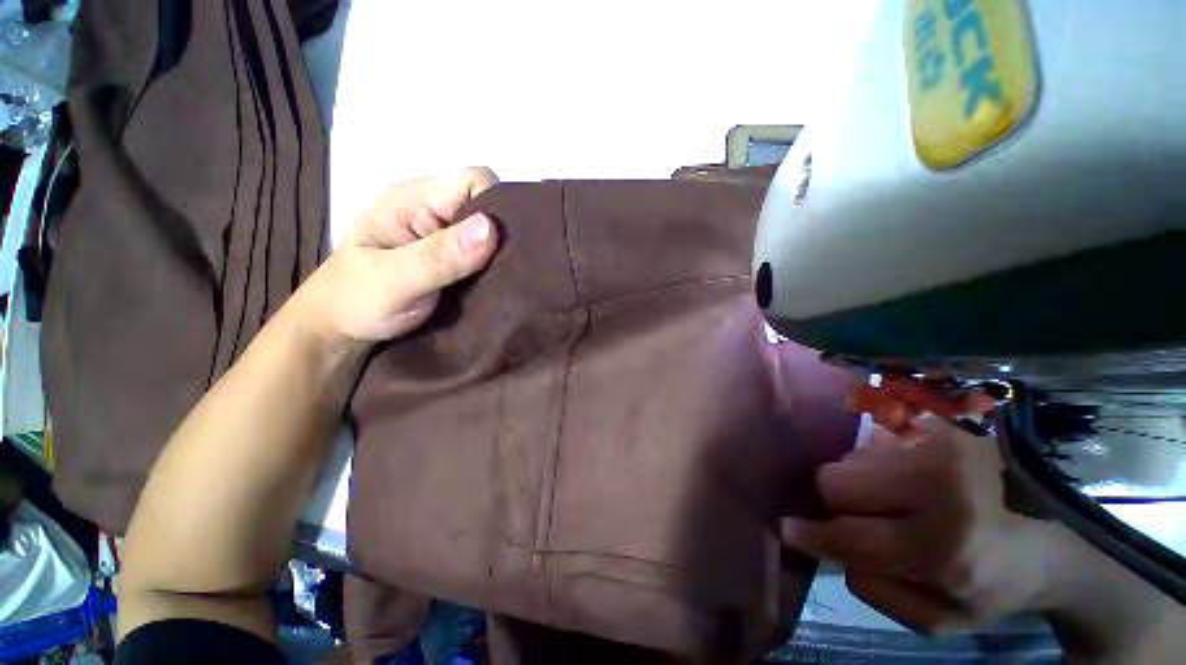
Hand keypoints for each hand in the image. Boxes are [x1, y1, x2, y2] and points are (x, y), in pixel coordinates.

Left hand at [298, 168, 499, 351]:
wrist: (343, 332)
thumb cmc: (355, 302)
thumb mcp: (392, 280)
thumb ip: (438, 256)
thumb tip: (491, 228)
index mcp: (412, 201)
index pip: (472, 181)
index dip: (496, 205)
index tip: (508, 244)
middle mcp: (434, 213)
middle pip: (487, 206)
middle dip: (505, 233)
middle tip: (515, 267)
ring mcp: (446, 239)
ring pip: (490, 235)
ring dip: (502, 256)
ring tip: (510, 280)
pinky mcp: (455, 262)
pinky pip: (486, 258)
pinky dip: (496, 270)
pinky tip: (500, 285)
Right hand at [783, 413, 1049, 634]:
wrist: (1045, 541)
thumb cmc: (987, 587)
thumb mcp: (936, 618)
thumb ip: (876, 588)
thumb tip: (833, 544)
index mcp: (942, 547)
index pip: (849, 534)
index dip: (811, 533)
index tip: (787, 528)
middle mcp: (938, 487)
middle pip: (835, 480)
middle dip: (838, 501)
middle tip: (864, 516)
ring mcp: (939, 446)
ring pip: (850, 458)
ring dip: (860, 481)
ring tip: (896, 499)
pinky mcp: (941, 426)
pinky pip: (874, 440)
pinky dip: (878, 461)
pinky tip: (907, 478)